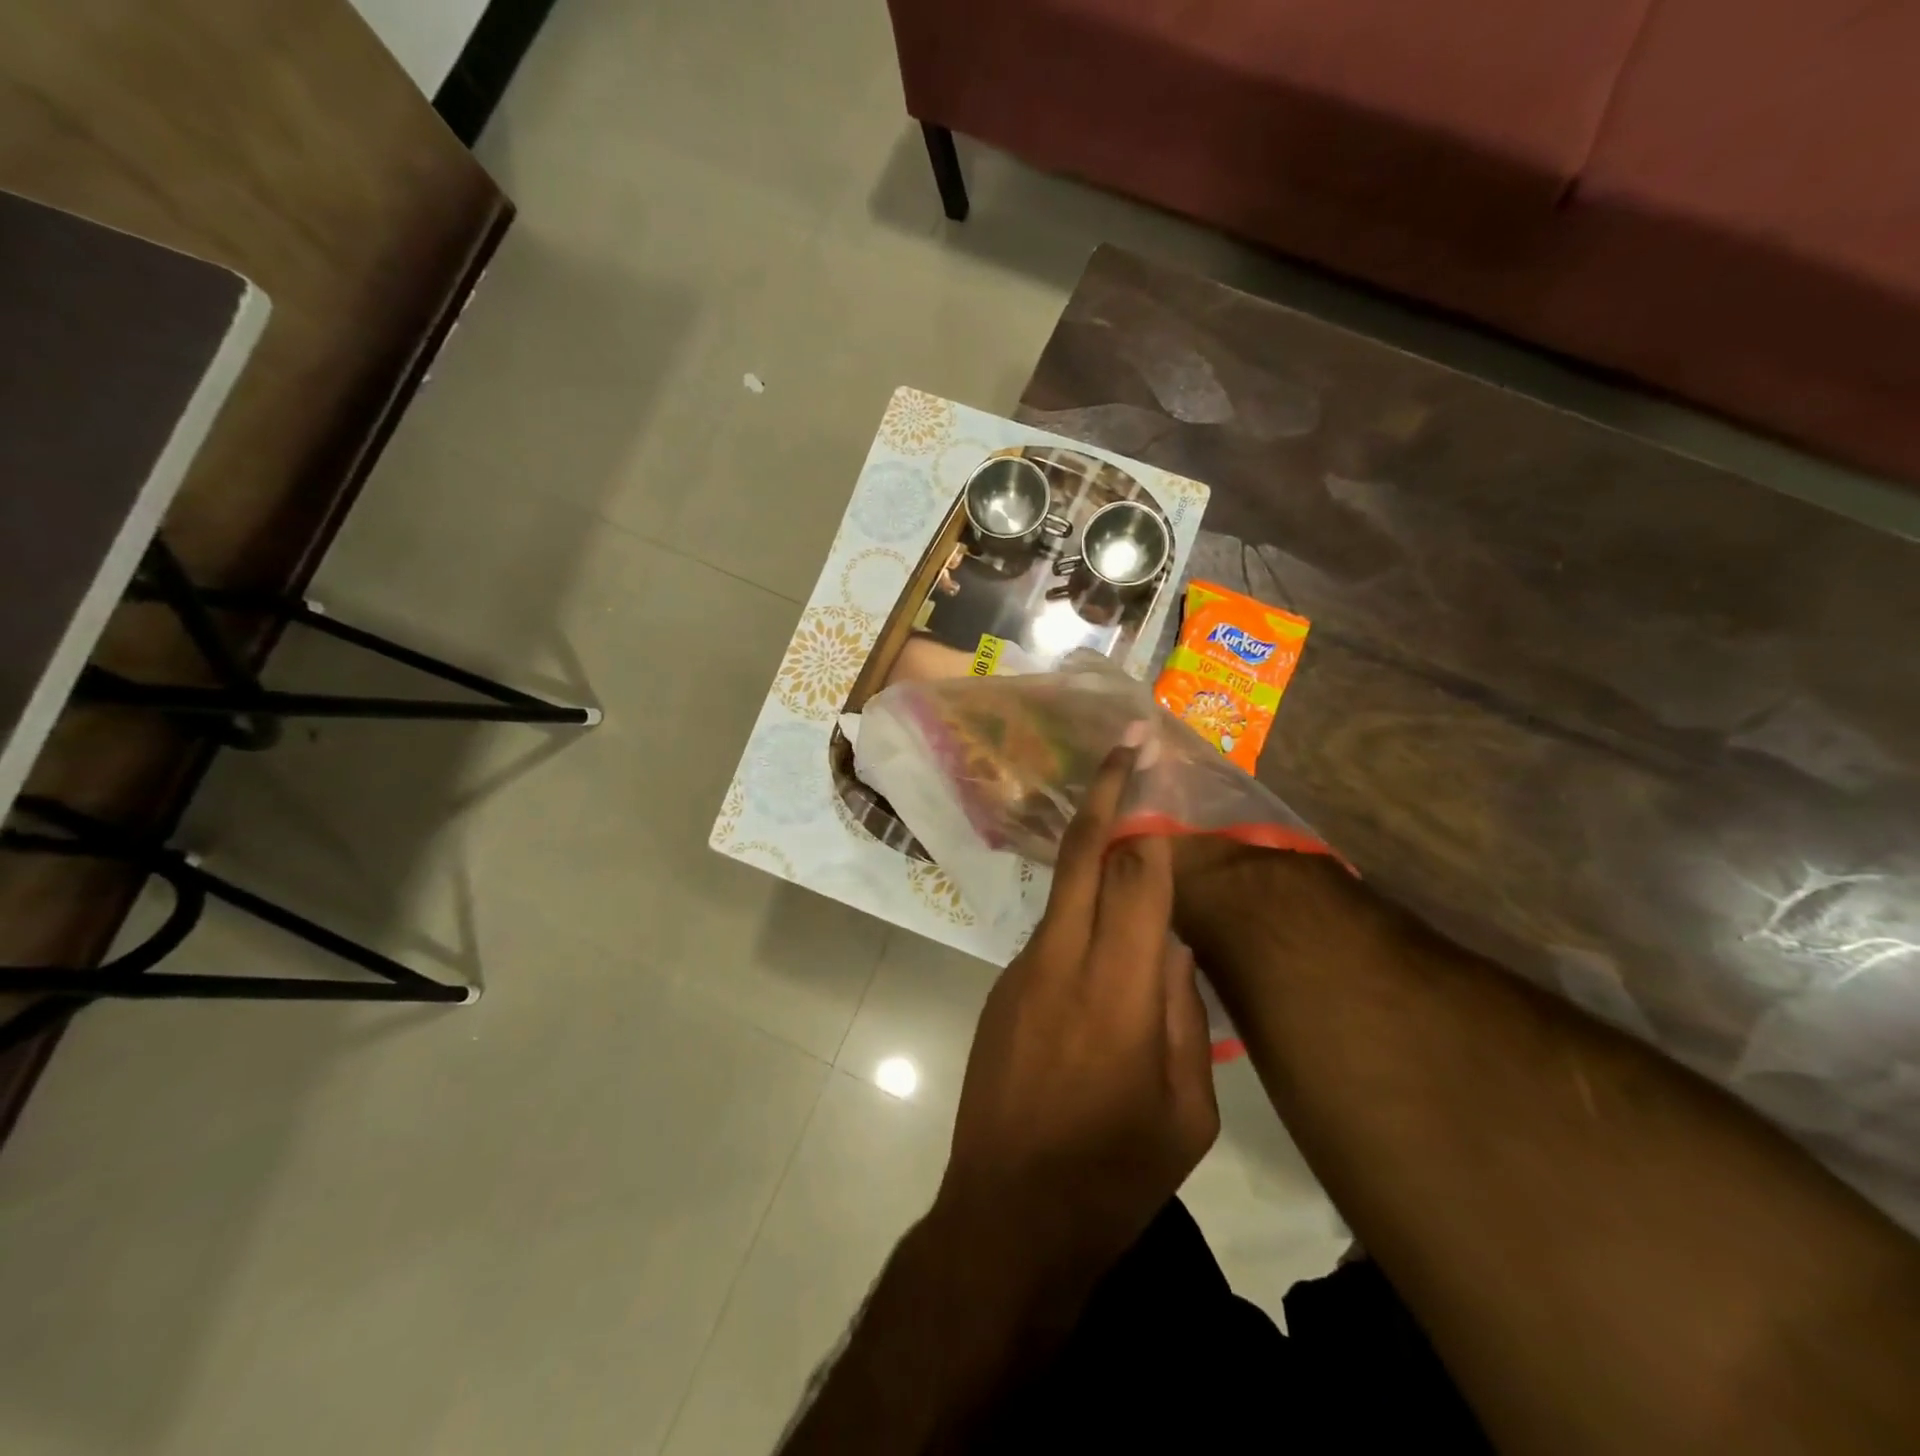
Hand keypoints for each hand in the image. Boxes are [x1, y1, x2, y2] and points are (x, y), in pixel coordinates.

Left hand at [932, 743, 1220, 1308]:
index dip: (1148, 820)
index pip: (1135, 879)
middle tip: (1126, 744)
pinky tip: (1105, 958)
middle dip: (1104, 794)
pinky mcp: (1001, 991)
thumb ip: (1184, 1016)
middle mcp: (1060, 963)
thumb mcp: (1188, 1113)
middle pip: (1082, 857)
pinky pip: (1053, 938)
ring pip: (1066, 895)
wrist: (1006, 1219)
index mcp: (1117, 993)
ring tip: (1133, 841)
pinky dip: (1083, 923)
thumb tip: (1172, 947)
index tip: (1157, 771)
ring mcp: (1020, 973)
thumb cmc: (1113, 1178)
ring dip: (1097, 859)